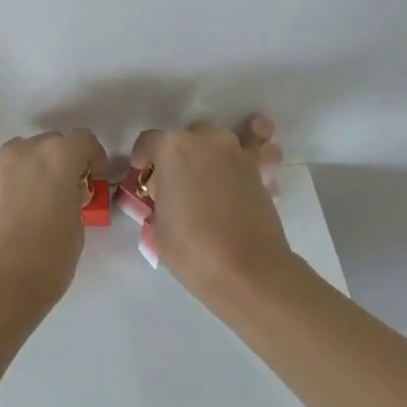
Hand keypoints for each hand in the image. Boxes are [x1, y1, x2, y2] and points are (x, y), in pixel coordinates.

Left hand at [0, 129, 106, 311]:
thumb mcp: (77, 227)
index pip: (83, 140)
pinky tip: (16, 213)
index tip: (93, 178)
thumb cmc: (47, 260)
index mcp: (57, 156)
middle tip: (67, 192)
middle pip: (50, 143)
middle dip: (62, 161)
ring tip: (39, 202)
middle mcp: (24, 151)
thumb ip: (73, 198)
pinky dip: (14, 184)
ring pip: (24, 156)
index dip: (92, 157)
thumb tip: (65, 194)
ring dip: (35, 170)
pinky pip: (4, 174)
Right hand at [128, 115, 289, 302]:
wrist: (247, 270)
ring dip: (216, 151)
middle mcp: (208, 140)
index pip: (149, 141)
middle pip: (189, 136)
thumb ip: (161, 200)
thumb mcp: (158, 225)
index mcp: (173, 148)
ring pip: (224, 138)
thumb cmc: (192, 249)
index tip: (143, 173)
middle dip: (181, 153)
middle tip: (178, 181)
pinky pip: (258, 152)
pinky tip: (252, 166)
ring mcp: (238, 153)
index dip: (143, 157)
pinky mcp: (262, 171)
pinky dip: (258, 154)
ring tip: (214, 171)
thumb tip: (169, 196)